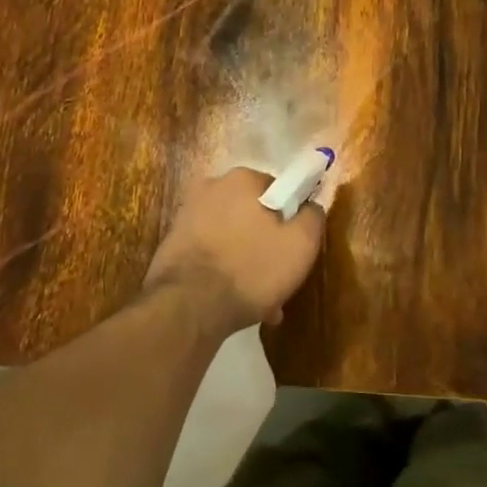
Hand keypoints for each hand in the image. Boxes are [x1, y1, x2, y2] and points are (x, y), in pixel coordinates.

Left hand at [145, 167, 323, 332]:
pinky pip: (211, 253)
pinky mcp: (173, 243)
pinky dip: (224, 271)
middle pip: (254, 215)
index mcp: (242, 178)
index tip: (295, 250)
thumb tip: (311, 205)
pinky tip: (232, 302)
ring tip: (258, 301)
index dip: (292, 220)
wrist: (187, 307)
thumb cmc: (251, 269)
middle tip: (278, 280)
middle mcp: (211, 187)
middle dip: (267, 244)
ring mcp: (187, 215)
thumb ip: (313, 216)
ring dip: (247, 262)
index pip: (280, 190)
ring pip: (233, 237)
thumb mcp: (301, 244)